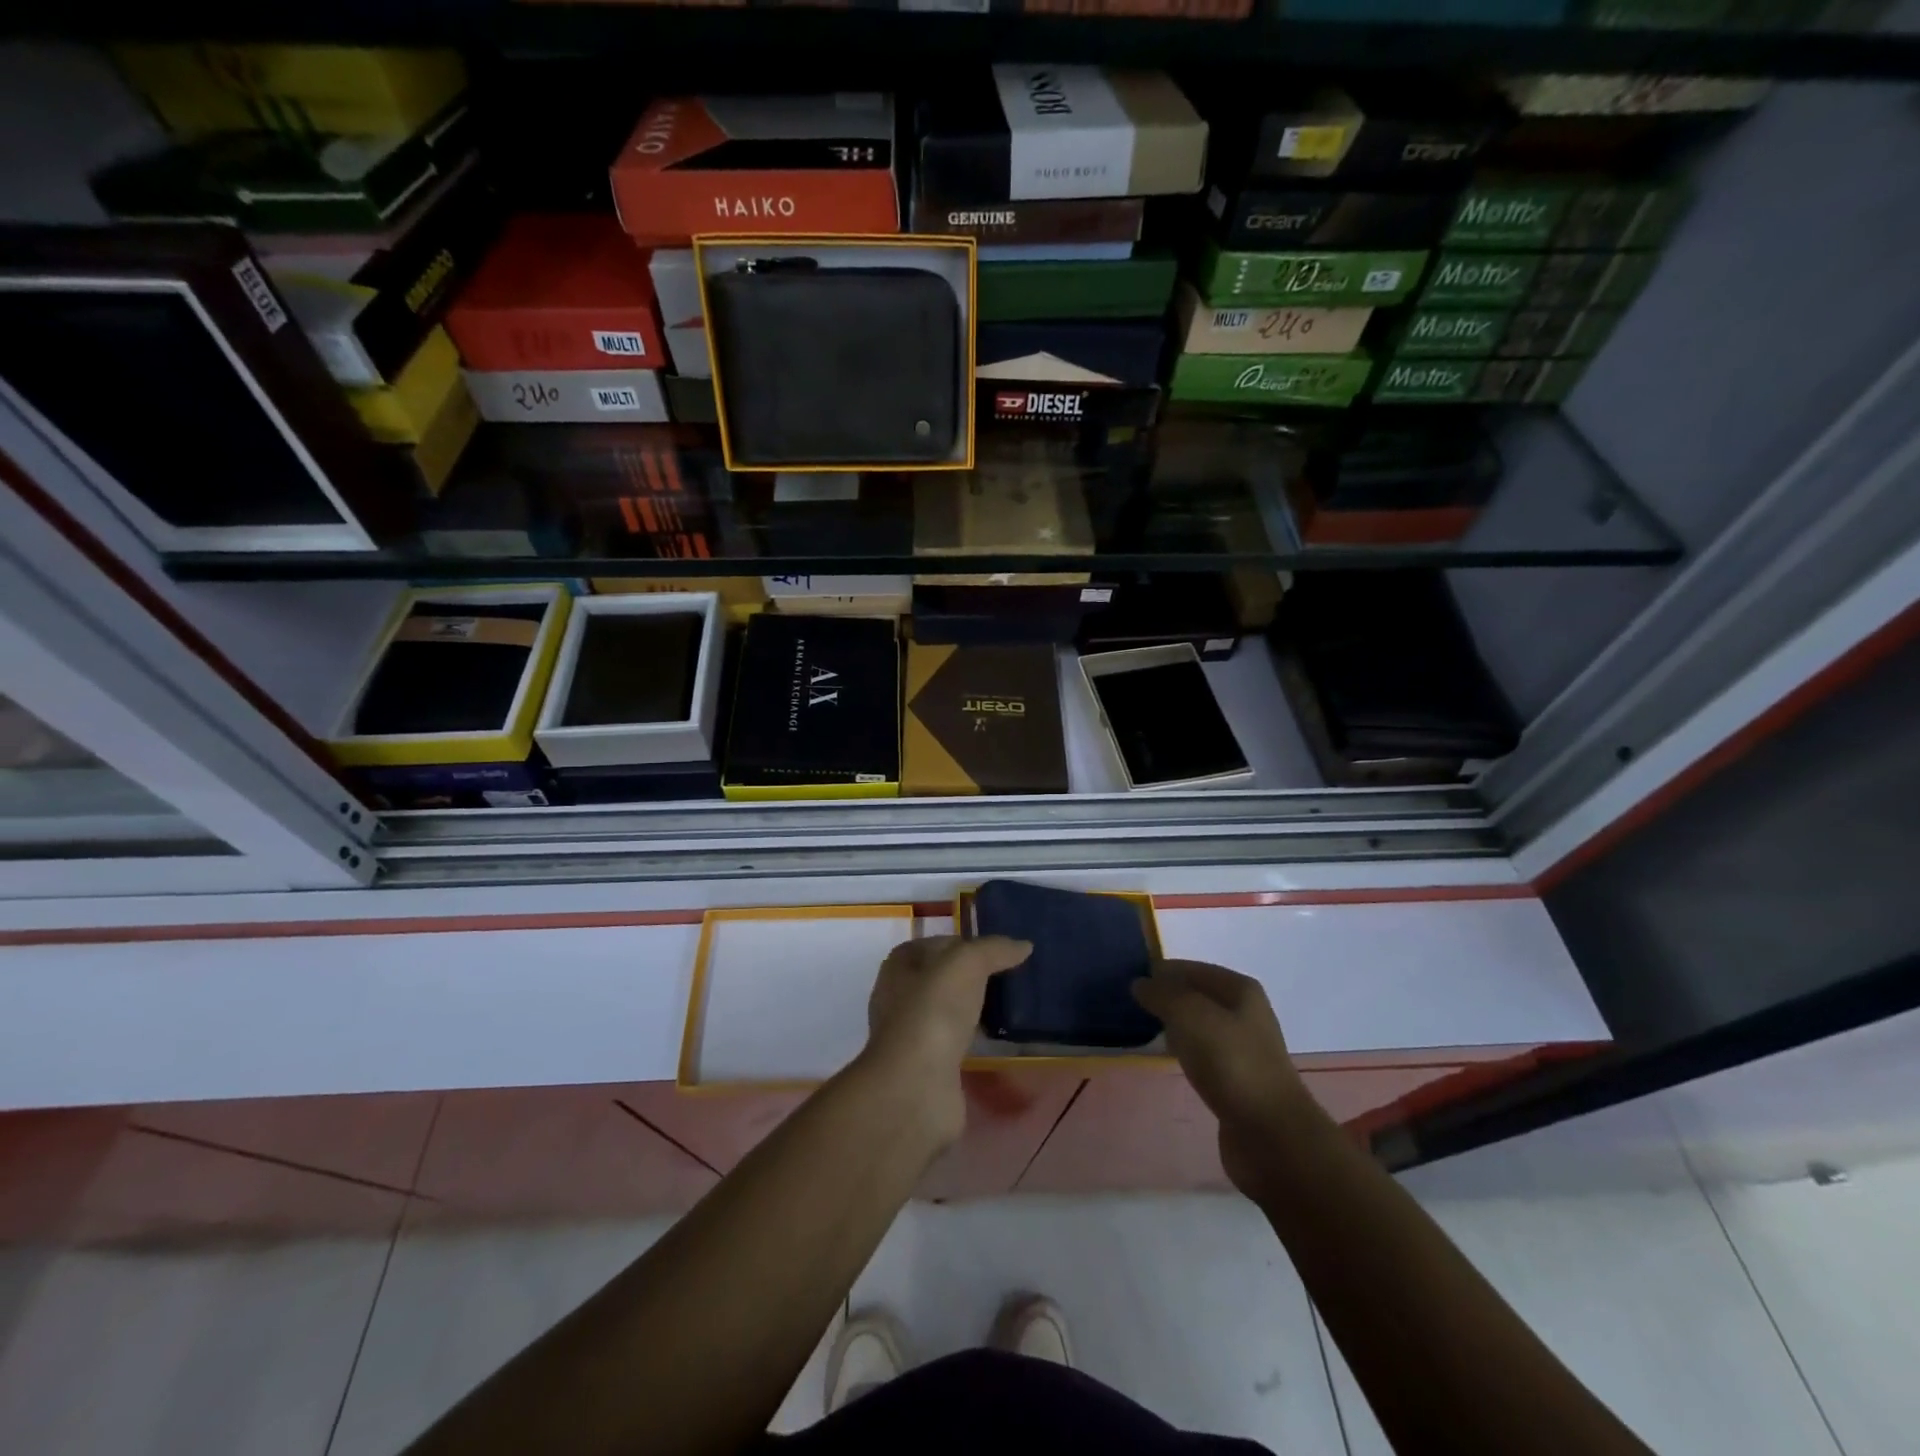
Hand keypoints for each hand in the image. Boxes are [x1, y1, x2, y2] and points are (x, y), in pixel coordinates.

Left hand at [861, 934, 1031, 1145]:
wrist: (918, 1085)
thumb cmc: (934, 1010)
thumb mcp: (966, 963)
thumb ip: (994, 949)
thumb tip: (1023, 946)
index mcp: (900, 966)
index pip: (935, 945)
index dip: (965, 943)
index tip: (998, 952)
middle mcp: (900, 998)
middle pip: (942, 979)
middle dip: (972, 978)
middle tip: (1010, 978)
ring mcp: (912, 1035)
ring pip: (949, 1013)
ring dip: (974, 1011)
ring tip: (1011, 1007)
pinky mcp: (928, 1067)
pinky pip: (956, 1044)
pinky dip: (975, 1041)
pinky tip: (999, 1040)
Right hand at [1133, 960, 1314, 1201]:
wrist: (1271, 1135)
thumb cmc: (1232, 1064)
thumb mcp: (1191, 1016)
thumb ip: (1163, 994)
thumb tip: (1140, 984)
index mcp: (1240, 990)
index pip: (1192, 968)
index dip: (1162, 971)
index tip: (1128, 979)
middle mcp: (1244, 1013)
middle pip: (1196, 995)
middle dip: (1165, 996)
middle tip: (1129, 1003)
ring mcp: (1241, 1048)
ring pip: (1197, 1024)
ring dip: (1172, 1023)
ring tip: (1140, 1026)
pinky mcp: (1235, 1079)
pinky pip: (1200, 1053)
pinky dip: (1181, 1050)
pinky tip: (1164, 1056)